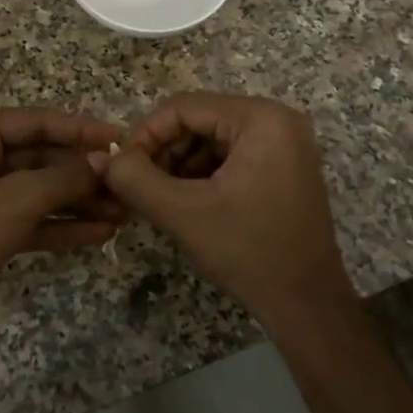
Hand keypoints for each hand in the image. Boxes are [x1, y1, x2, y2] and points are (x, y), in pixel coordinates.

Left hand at [0, 107, 124, 344]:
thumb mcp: (17, 199)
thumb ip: (65, 177)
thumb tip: (108, 161)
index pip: (37, 122)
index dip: (81, 130)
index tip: (123, 139)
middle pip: (41, 157)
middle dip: (84, 173)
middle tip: (129, 184)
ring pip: (40, 191)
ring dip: (79, 202)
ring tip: (124, 212)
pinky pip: (32, 219)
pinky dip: (63, 226)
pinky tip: (101, 233)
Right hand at [105, 94, 356, 327]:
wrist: (307, 305)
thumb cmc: (248, 252)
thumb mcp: (183, 213)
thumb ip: (136, 179)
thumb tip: (105, 158)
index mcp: (262, 119)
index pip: (184, 107)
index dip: (145, 133)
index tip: (120, 166)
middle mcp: (278, 120)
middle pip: (199, 120)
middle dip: (163, 151)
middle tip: (136, 184)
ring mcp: (285, 143)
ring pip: (211, 139)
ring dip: (179, 164)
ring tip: (156, 197)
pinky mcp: (283, 166)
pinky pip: (230, 156)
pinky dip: (202, 174)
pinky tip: (183, 202)